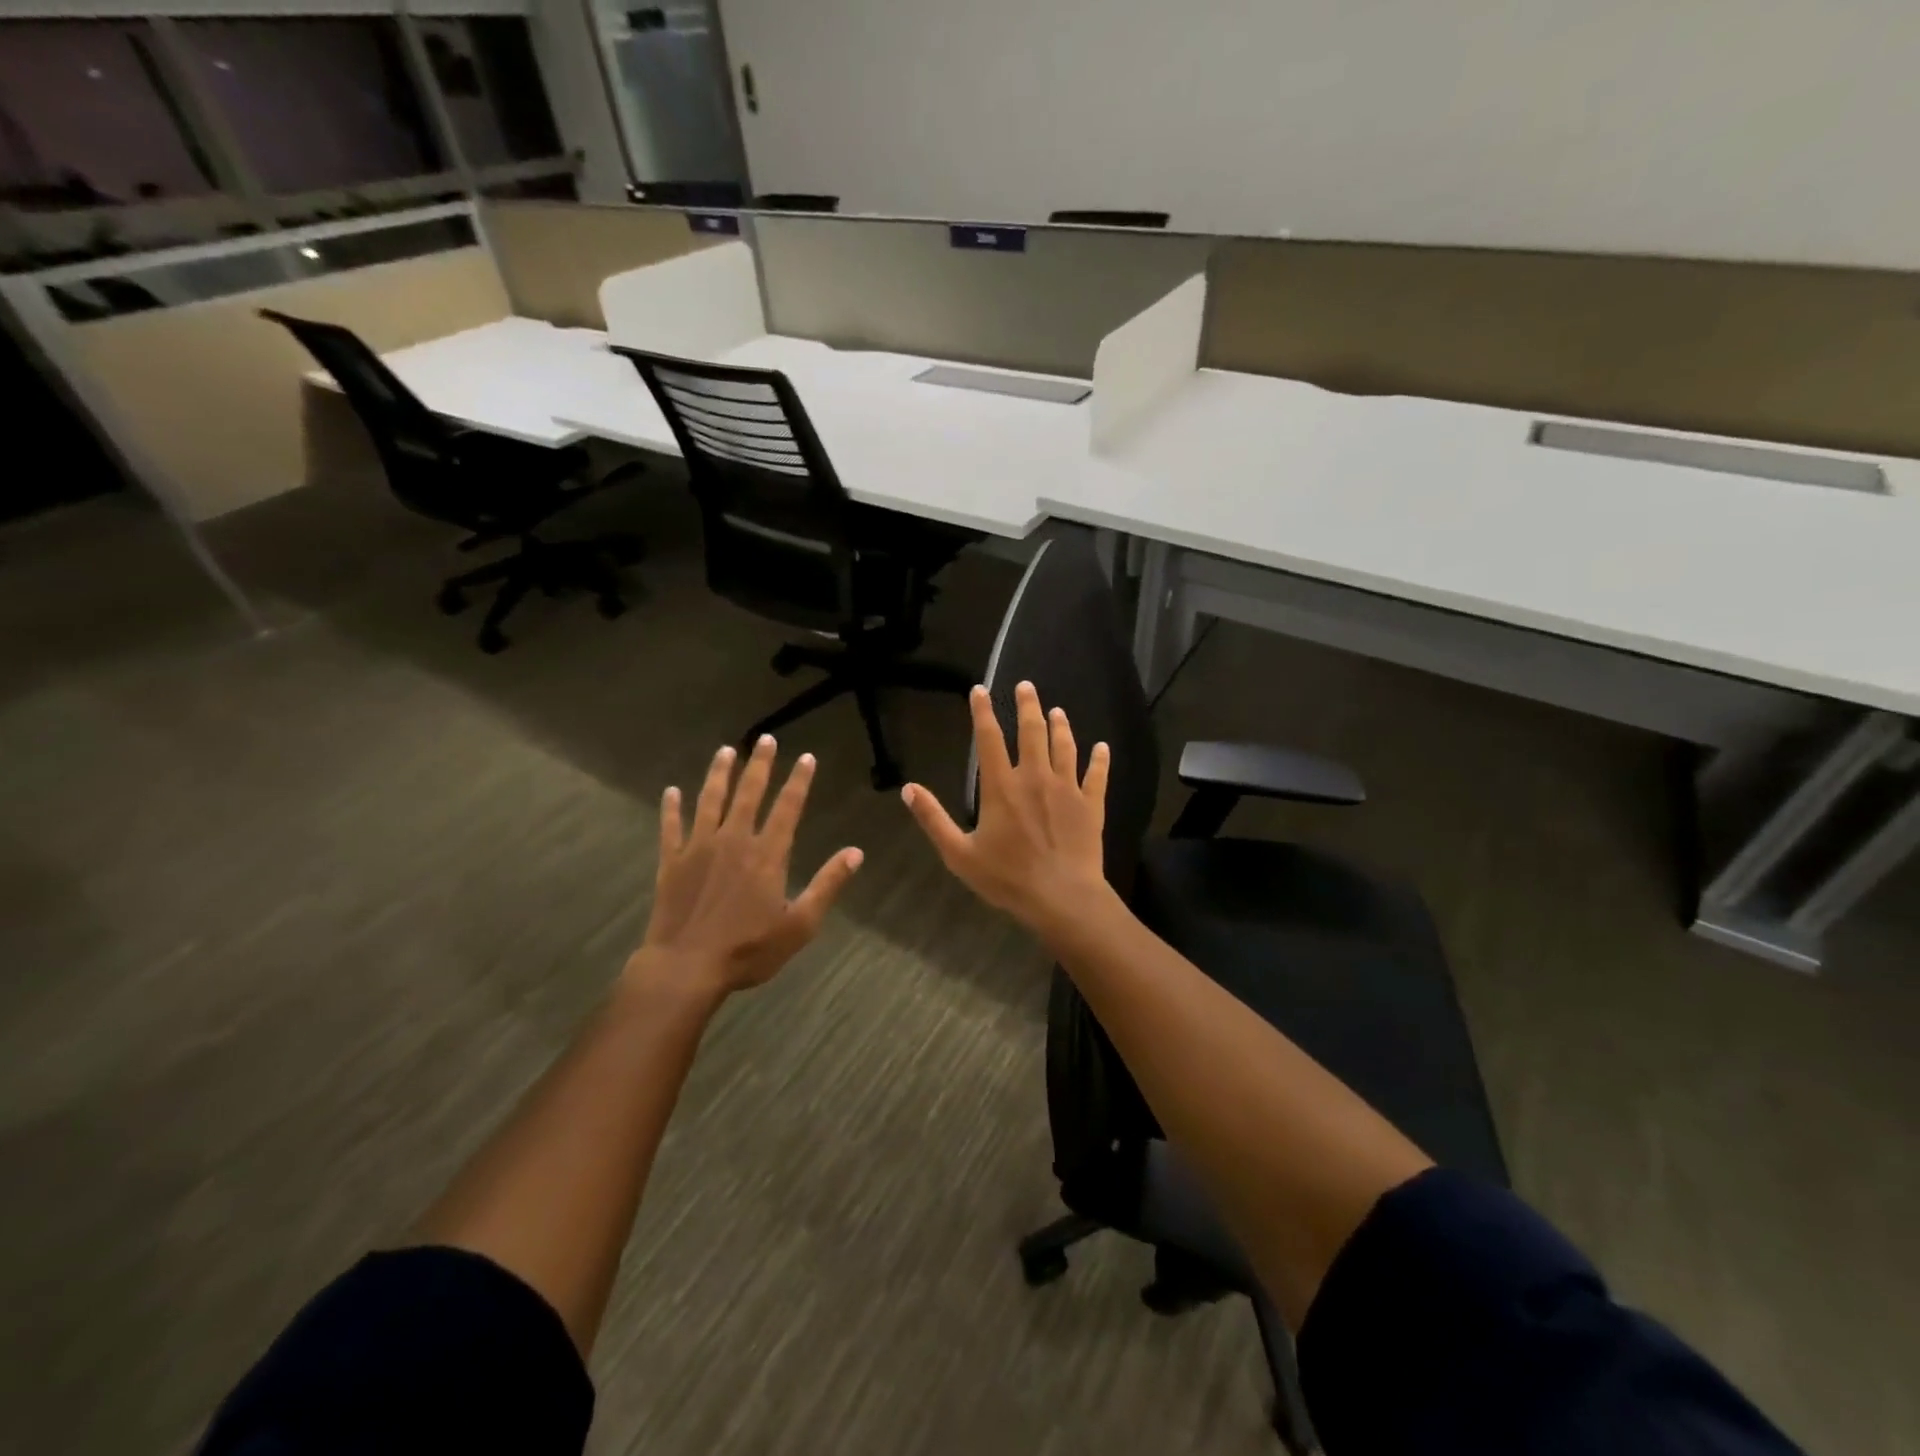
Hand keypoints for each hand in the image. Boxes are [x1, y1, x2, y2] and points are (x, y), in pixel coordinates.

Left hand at [628, 736, 863, 1001]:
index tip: (806, 757)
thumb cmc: (748, 949)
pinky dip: (671, 808)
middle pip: (749, 793)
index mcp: (767, 854)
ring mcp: (699, 848)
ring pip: (710, 801)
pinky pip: (671, 827)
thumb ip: (827, 885)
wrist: (686, 967)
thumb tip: (856, 853)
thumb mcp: (800, 924)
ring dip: (719, 774)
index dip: (799, 781)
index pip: (788, 807)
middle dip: (759, 765)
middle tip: (765, 739)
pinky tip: (671, 791)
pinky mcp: (672, 862)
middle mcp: (734, 840)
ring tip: (725, 751)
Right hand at [900, 681, 1113, 936]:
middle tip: (1026, 685)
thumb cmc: (1007, 878)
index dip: (983, 712)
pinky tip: (1102, 747)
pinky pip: (1097, 775)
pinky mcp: (1090, 805)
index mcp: (1001, 787)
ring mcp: (1067, 788)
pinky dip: (1100, 759)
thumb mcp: (959, 853)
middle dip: (1028, 705)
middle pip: (1032, 731)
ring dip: (1060, 725)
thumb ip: (933, 818)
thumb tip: (908, 788)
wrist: (1062, 898)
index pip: (989, 739)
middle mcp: (1035, 777)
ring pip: (1064, 746)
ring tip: (1057, 710)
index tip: (980, 690)